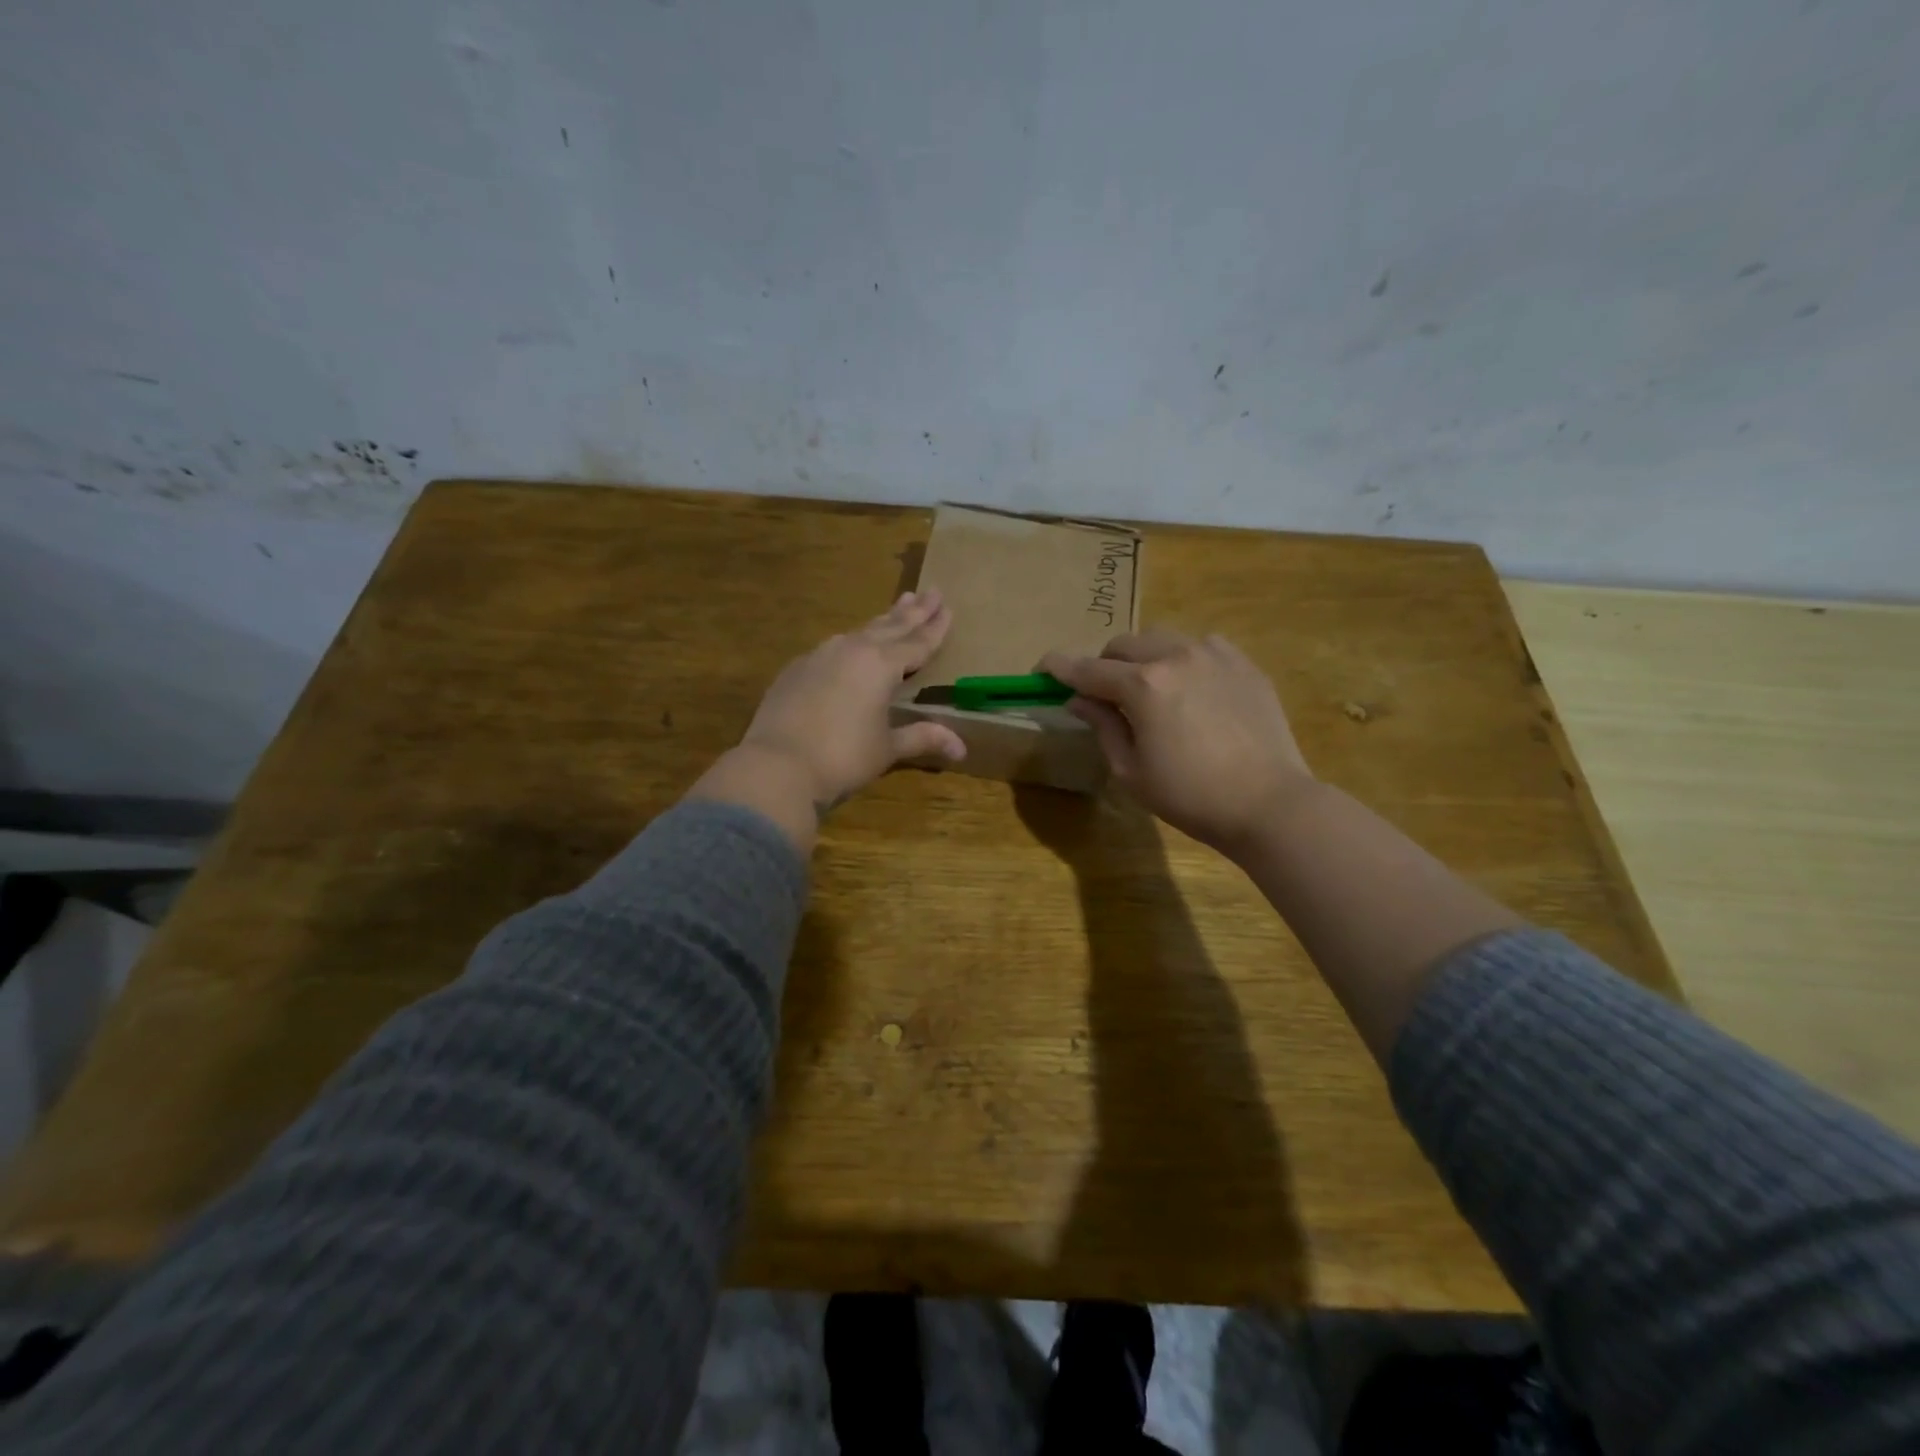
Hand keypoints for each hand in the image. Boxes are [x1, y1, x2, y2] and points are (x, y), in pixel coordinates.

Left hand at [737, 589, 966, 811]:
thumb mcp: (887, 748)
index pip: (917, 642)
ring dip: (882, 621)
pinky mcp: (796, 669)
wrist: (778, 764)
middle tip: (931, 591)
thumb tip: (961, 748)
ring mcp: (820, 656)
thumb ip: (922, 738)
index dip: (935, 627)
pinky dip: (851, 642)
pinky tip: (850, 644)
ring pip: (860, 631)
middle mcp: (852, 650)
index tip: (948, 606)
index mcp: (881, 665)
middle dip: (913, 611)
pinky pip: (833, 648)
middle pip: (891, 626)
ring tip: (897, 608)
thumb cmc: (843, 757)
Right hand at [1041, 629, 1314, 855]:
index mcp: (1142, 686)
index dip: (1059, 668)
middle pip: (1123, 644)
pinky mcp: (1243, 663)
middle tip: (1104, 694)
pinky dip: (1183, 659)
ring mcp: (1214, 654)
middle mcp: (1175, 656)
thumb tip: (1078, 700)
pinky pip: (1200, 645)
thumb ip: (1102, 726)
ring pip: (1162, 638)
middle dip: (1104, 664)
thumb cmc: (1190, 796)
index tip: (1041, 669)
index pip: (1087, 669)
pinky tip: (1191, 688)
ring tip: (1150, 689)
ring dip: (1144, 657)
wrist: (1268, 803)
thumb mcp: (1132, 770)